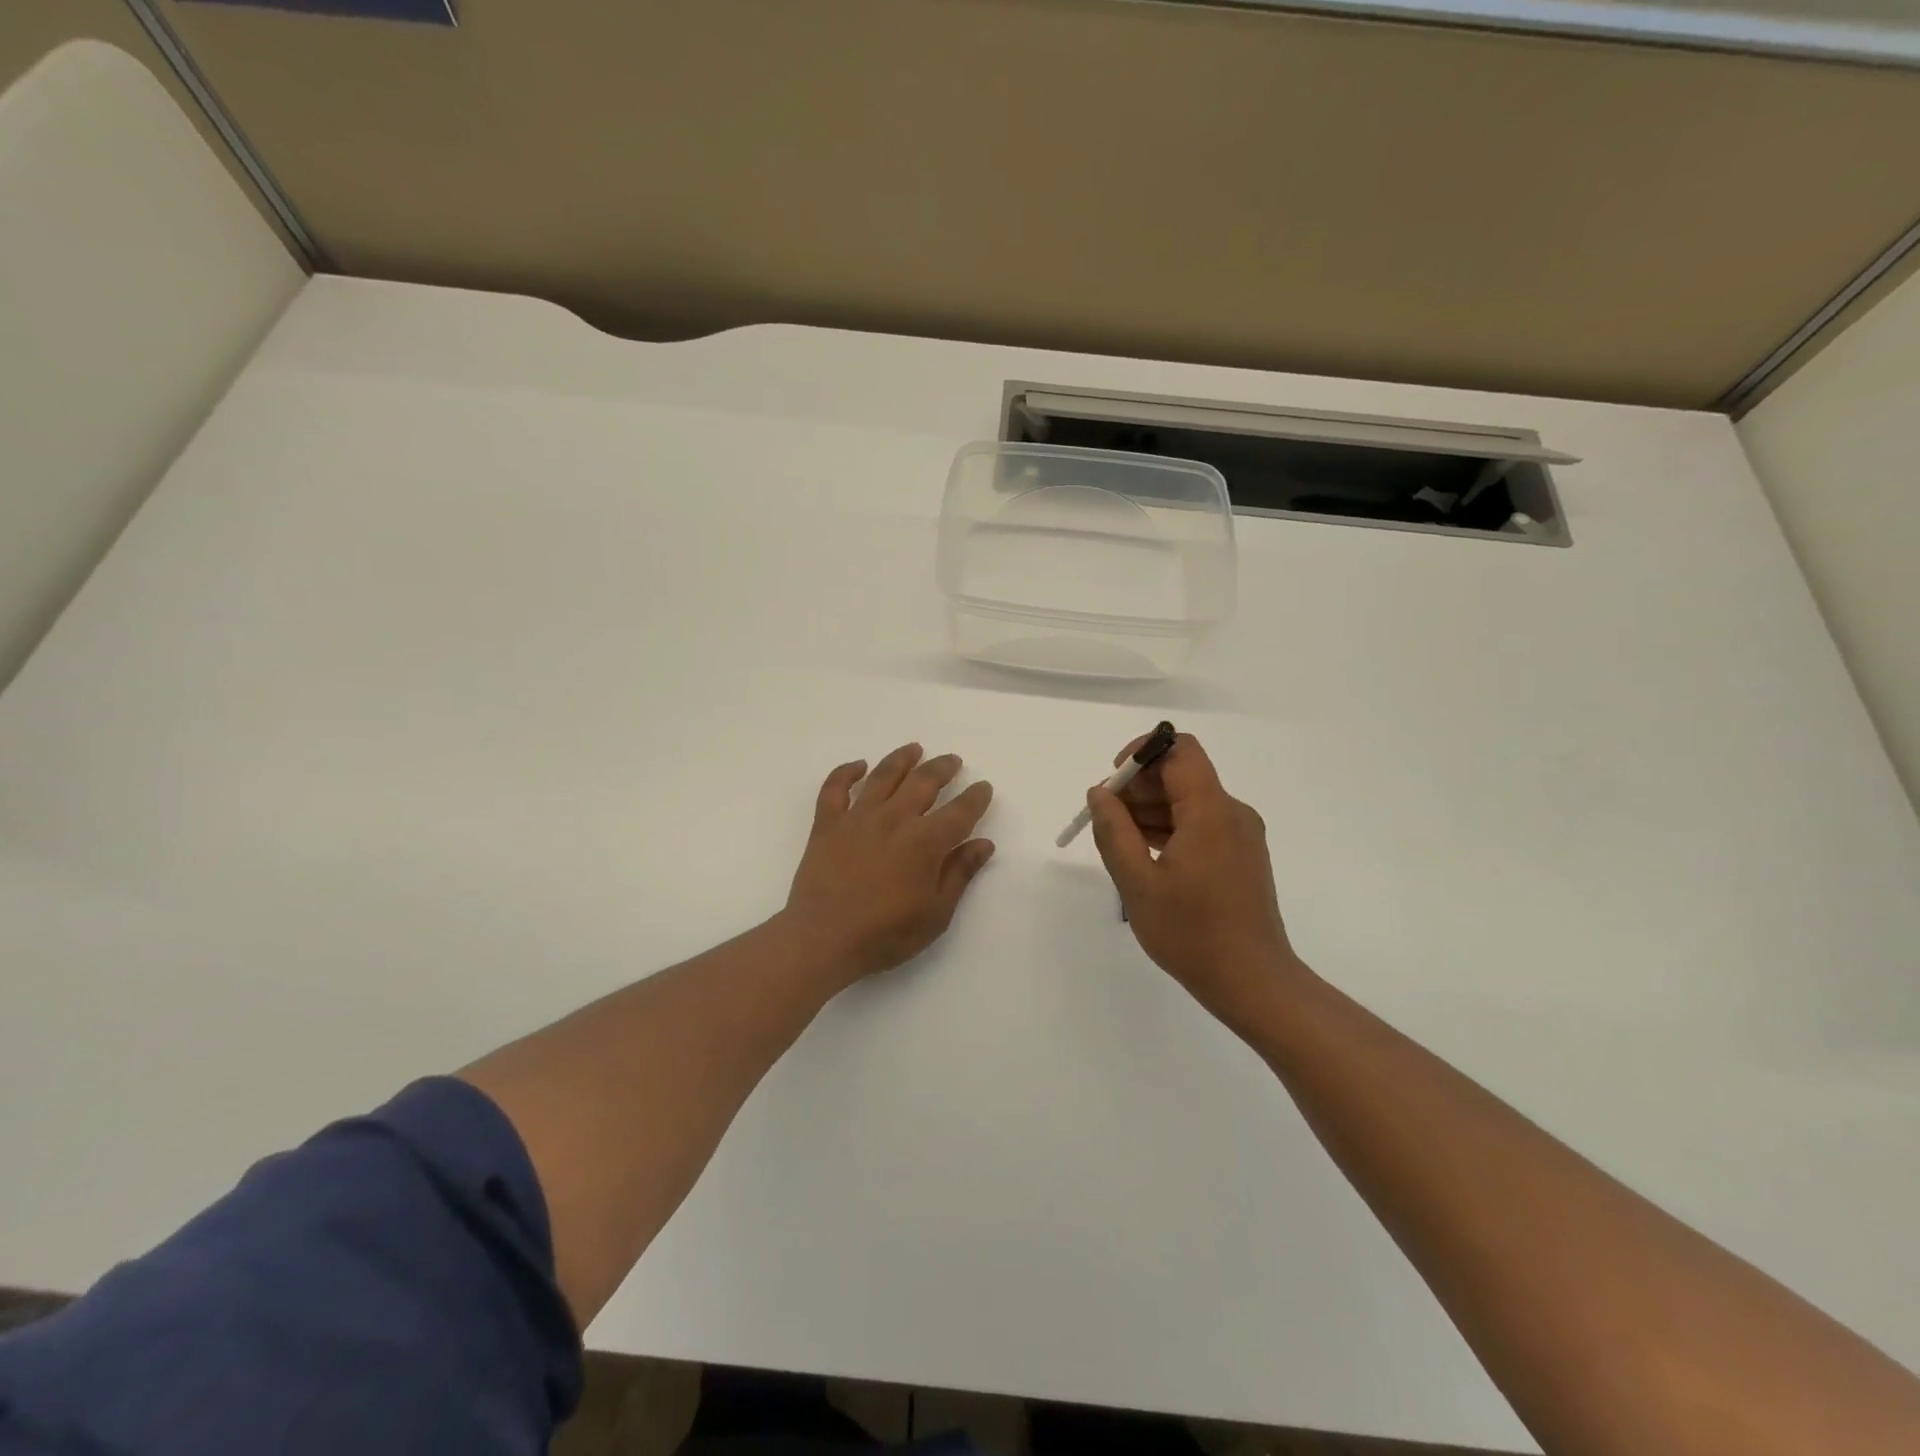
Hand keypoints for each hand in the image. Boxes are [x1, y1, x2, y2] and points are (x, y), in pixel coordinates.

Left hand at [783, 743, 995, 987]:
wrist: (823, 939)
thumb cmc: (885, 934)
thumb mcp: (935, 913)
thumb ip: (960, 874)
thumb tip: (984, 843)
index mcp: (925, 842)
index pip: (959, 812)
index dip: (975, 798)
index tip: (983, 787)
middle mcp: (894, 819)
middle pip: (923, 782)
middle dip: (942, 768)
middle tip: (953, 760)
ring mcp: (857, 818)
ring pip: (883, 776)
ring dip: (902, 759)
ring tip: (915, 748)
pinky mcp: (827, 824)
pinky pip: (835, 788)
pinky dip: (846, 772)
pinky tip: (858, 765)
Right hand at [1086, 733, 1308, 1034]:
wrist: (1253, 982)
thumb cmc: (1191, 933)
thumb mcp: (1138, 882)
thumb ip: (1113, 831)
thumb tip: (1100, 793)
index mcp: (1211, 810)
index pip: (1178, 750)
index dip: (1141, 754)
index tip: (1113, 784)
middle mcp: (1232, 812)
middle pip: (1181, 774)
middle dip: (1139, 788)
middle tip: (1106, 821)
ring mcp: (1240, 835)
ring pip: (1188, 800)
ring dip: (1150, 810)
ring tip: (1120, 844)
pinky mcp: (1241, 855)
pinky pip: (1200, 824)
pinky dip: (1170, 829)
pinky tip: (1144, 856)